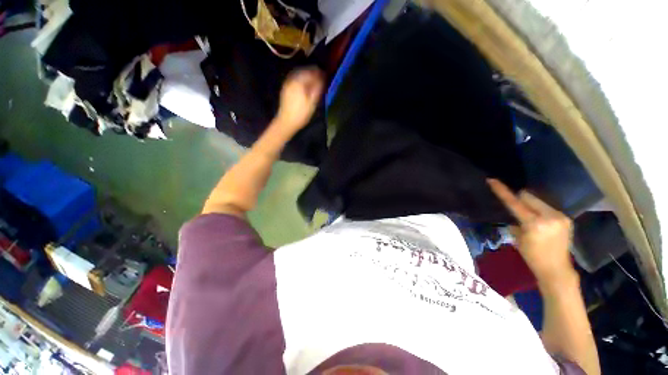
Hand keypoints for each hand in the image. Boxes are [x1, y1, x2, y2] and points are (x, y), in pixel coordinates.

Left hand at [276, 67, 324, 133]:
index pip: (311, 72)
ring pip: (298, 74)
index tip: (325, 75)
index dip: (319, 72)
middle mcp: (292, 79)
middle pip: (304, 71)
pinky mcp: (285, 89)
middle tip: (320, 77)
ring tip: (314, 80)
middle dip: (312, 72)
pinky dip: (301, 79)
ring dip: (306, 75)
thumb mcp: (312, 102)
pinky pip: (294, 79)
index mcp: (299, 82)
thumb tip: (322, 78)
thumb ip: (317, 88)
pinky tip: (305, 85)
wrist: (286, 122)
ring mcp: (287, 84)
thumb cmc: (301, 114)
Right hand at [487, 179, 576, 288]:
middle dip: (519, 199)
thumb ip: (515, 222)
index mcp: (534, 223)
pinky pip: (547, 207)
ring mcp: (560, 216)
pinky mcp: (566, 218)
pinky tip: (540, 222)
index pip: (514, 202)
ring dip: (530, 205)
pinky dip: (539, 211)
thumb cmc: (532, 257)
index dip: (502, 191)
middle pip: (528, 196)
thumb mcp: (518, 239)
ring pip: (538, 200)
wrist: (556, 269)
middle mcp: (549, 216)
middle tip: (515, 209)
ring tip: (530, 219)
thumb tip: (515, 214)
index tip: (492, 180)